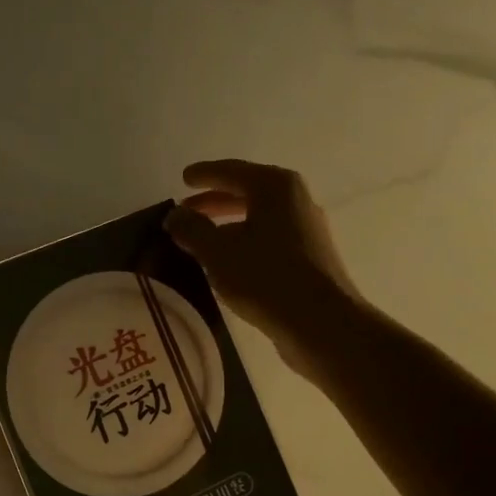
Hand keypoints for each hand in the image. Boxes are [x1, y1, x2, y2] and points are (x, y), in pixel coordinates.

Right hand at [164, 159, 358, 376]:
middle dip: (215, 201)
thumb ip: (192, 229)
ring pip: (259, 218)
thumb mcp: (217, 252)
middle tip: (187, 210)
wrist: (320, 323)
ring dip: (229, 225)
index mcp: (275, 188)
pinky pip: (269, 239)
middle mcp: (296, 201)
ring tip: (202, 239)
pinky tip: (228, 262)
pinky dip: (245, 242)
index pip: (232, 171)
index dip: (204, 175)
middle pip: (248, 193)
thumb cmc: (265, 277)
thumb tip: (175, 215)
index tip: (183, 178)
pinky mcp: (310, 258)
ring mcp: (307, 230)